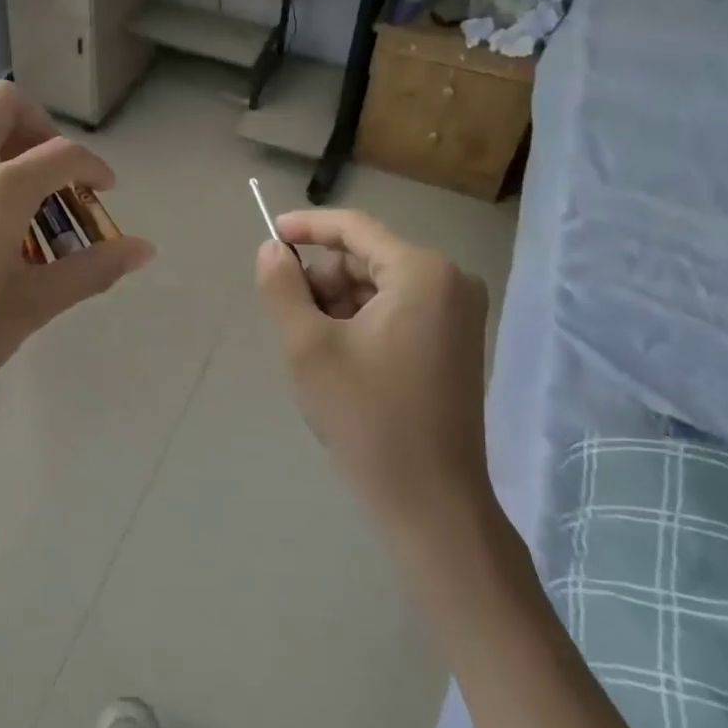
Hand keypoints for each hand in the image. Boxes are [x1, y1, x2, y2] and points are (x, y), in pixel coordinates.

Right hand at [255, 209, 490, 526]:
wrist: (429, 501)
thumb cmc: (367, 417)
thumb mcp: (309, 346)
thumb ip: (283, 287)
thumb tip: (271, 249)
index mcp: (422, 273)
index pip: (354, 228)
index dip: (307, 227)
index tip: (269, 235)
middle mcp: (450, 282)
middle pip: (366, 258)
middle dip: (322, 280)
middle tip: (290, 318)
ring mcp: (458, 315)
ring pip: (378, 286)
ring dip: (337, 305)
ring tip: (313, 349)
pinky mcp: (455, 343)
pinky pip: (396, 311)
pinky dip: (360, 322)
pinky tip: (340, 360)